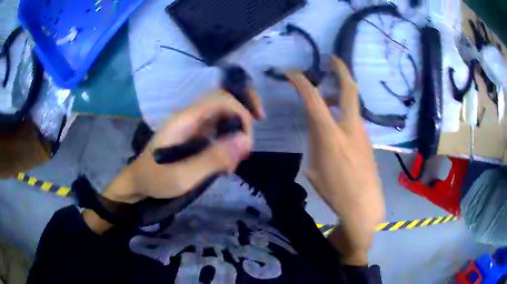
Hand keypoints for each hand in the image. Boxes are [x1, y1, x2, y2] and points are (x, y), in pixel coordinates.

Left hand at [103, 90, 263, 203]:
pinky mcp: (193, 137)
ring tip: (232, 165)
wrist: (137, 184)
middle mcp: (190, 117)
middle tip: (245, 151)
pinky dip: (227, 146)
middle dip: (242, 122)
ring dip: (235, 137)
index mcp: (185, 119)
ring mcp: (192, 126)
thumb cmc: (155, 180)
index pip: (220, 99)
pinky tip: (225, 166)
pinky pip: (217, 132)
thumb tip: (246, 141)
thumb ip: (213, 158)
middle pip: (224, 103)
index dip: (241, 111)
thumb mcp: (183, 176)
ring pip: (223, 118)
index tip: (248, 140)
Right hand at [286, 56, 384, 263]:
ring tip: (327, 97)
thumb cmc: (335, 191)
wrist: (363, 205)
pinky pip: (354, 120)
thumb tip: (319, 129)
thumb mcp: (314, 167)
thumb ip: (316, 143)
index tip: (292, 73)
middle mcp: (350, 127)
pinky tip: (337, 126)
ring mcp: (362, 132)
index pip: (313, 99)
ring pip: (352, 104)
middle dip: (341, 70)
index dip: (301, 82)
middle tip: (333, 59)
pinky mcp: (367, 140)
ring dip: (340, 95)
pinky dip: (344, 113)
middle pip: (349, 89)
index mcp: (331, 135)